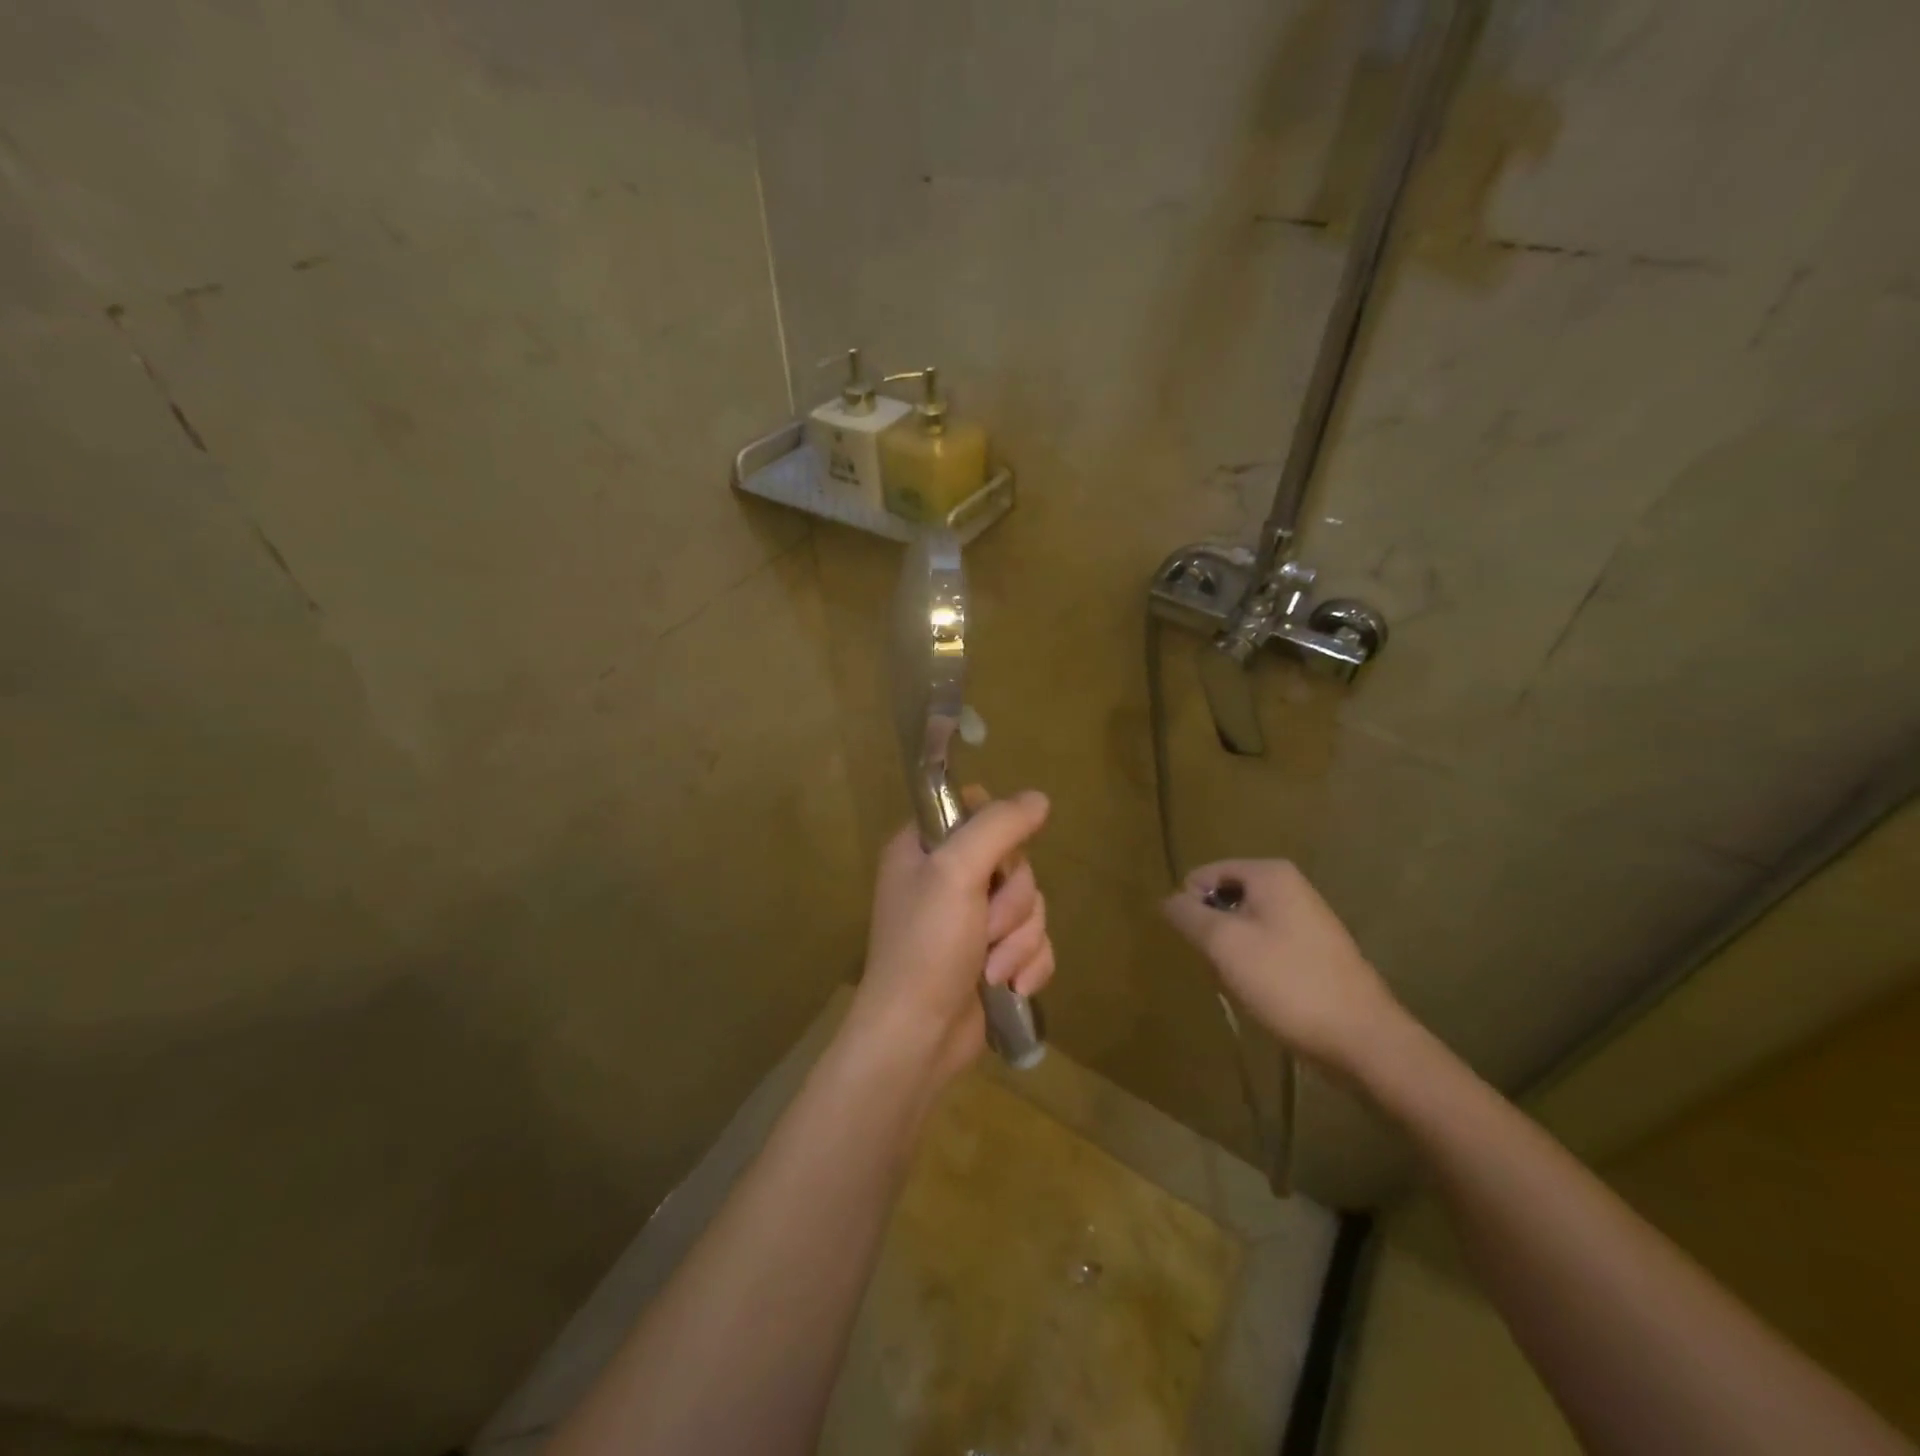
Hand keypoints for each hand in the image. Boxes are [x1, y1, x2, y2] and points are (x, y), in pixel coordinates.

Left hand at [845, 788, 1053, 1090]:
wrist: (918, 1037)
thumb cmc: (926, 947)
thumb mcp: (956, 872)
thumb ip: (998, 827)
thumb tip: (1038, 798)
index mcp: (924, 847)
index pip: (974, 808)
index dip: (997, 830)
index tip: (996, 858)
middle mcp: (948, 877)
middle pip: (1014, 860)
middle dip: (1012, 902)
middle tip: (986, 926)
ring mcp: (972, 919)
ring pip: (1030, 904)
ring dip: (1019, 940)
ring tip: (993, 970)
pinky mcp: (995, 955)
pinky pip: (1035, 941)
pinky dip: (1028, 964)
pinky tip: (1011, 987)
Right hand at [1162, 859, 1403, 1076]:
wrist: (1363, 1039)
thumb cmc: (1287, 982)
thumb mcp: (1224, 944)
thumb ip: (1188, 914)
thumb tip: (1168, 899)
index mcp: (1270, 874)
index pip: (1204, 875)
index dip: (1191, 907)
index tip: (1199, 945)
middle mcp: (1290, 887)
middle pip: (1224, 900)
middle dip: (1213, 933)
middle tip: (1220, 967)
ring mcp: (1306, 920)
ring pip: (1243, 928)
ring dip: (1231, 955)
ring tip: (1242, 985)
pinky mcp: (1315, 953)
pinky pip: (1266, 948)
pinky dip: (1255, 969)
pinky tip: (1262, 996)